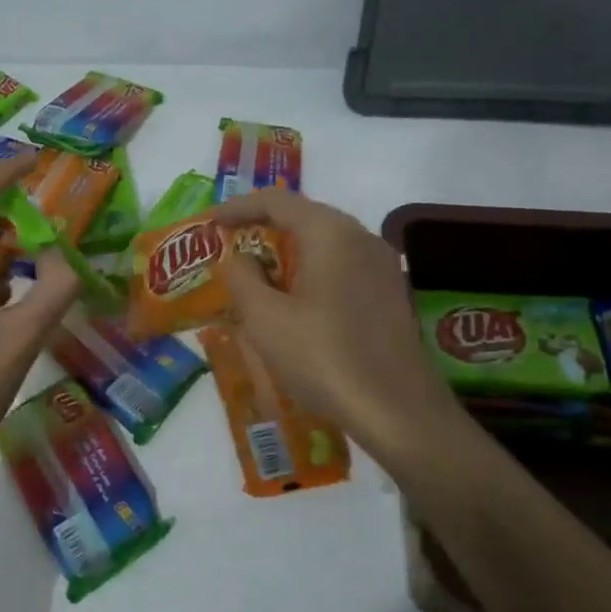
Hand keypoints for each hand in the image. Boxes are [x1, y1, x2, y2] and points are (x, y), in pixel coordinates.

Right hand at [216, 189, 463, 463]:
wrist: (398, 411)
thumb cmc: (324, 358)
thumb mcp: (265, 319)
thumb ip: (242, 278)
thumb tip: (237, 257)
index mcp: (331, 234)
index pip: (278, 201)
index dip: (240, 207)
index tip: (212, 222)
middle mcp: (362, 238)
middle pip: (306, 216)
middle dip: (265, 228)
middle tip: (231, 245)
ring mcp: (383, 266)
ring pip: (326, 243)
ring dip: (289, 252)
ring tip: (258, 273)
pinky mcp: (391, 294)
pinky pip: (342, 266)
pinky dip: (312, 271)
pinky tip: (295, 300)